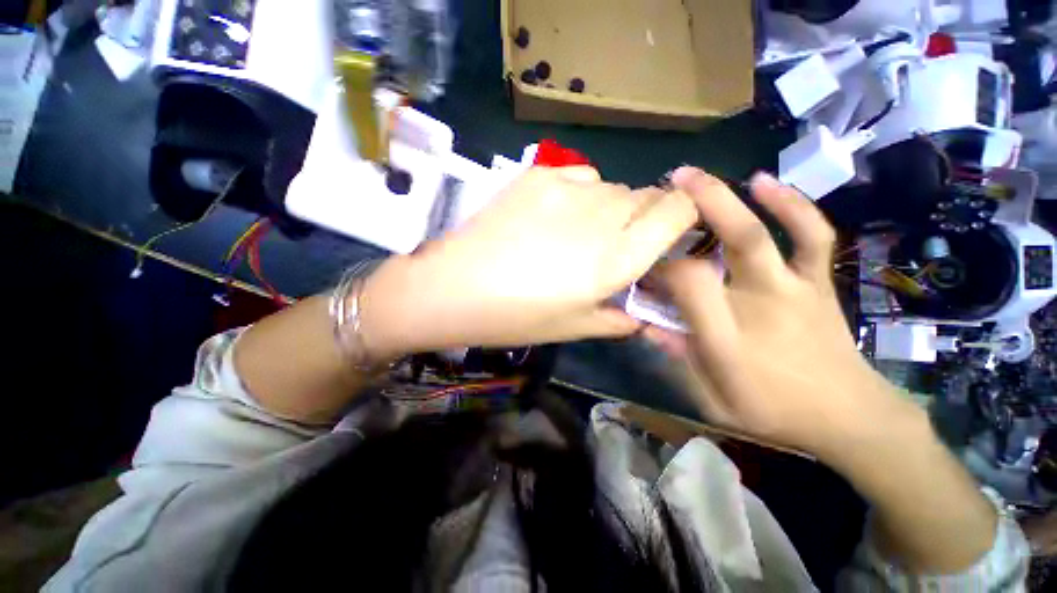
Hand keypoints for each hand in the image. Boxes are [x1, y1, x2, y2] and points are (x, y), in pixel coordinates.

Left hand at [364, 166, 697, 355]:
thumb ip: (618, 320)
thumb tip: (640, 314)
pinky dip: (582, 192)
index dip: (683, 215)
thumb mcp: (574, 328)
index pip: (678, 210)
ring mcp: (568, 188)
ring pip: (613, 187)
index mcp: (617, 257)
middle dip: (642, 219)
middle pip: (646, 197)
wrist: (453, 287)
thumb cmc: (515, 317)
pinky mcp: (538, 174)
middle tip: (615, 243)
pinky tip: (557, 213)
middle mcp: (602, 215)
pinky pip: (580, 174)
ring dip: (610, 207)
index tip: (668, 234)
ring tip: (579, 231)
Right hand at [652, 168, 916, 457]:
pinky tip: (765, 182)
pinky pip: (812, 235)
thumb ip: (676, 357)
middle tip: (670, 182)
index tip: (644, 262)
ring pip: (765, 232)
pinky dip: (792, 205)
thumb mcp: (712, 399)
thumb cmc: (773, 411)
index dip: (659, 266)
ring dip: (733, 197)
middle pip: (733, 242)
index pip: (687, 284)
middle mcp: (760, 302)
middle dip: (699, 204)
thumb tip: (645, 325)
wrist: (850, 417)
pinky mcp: (817, 283)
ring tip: (701, 175)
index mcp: (727, 336)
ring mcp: (794, 288)